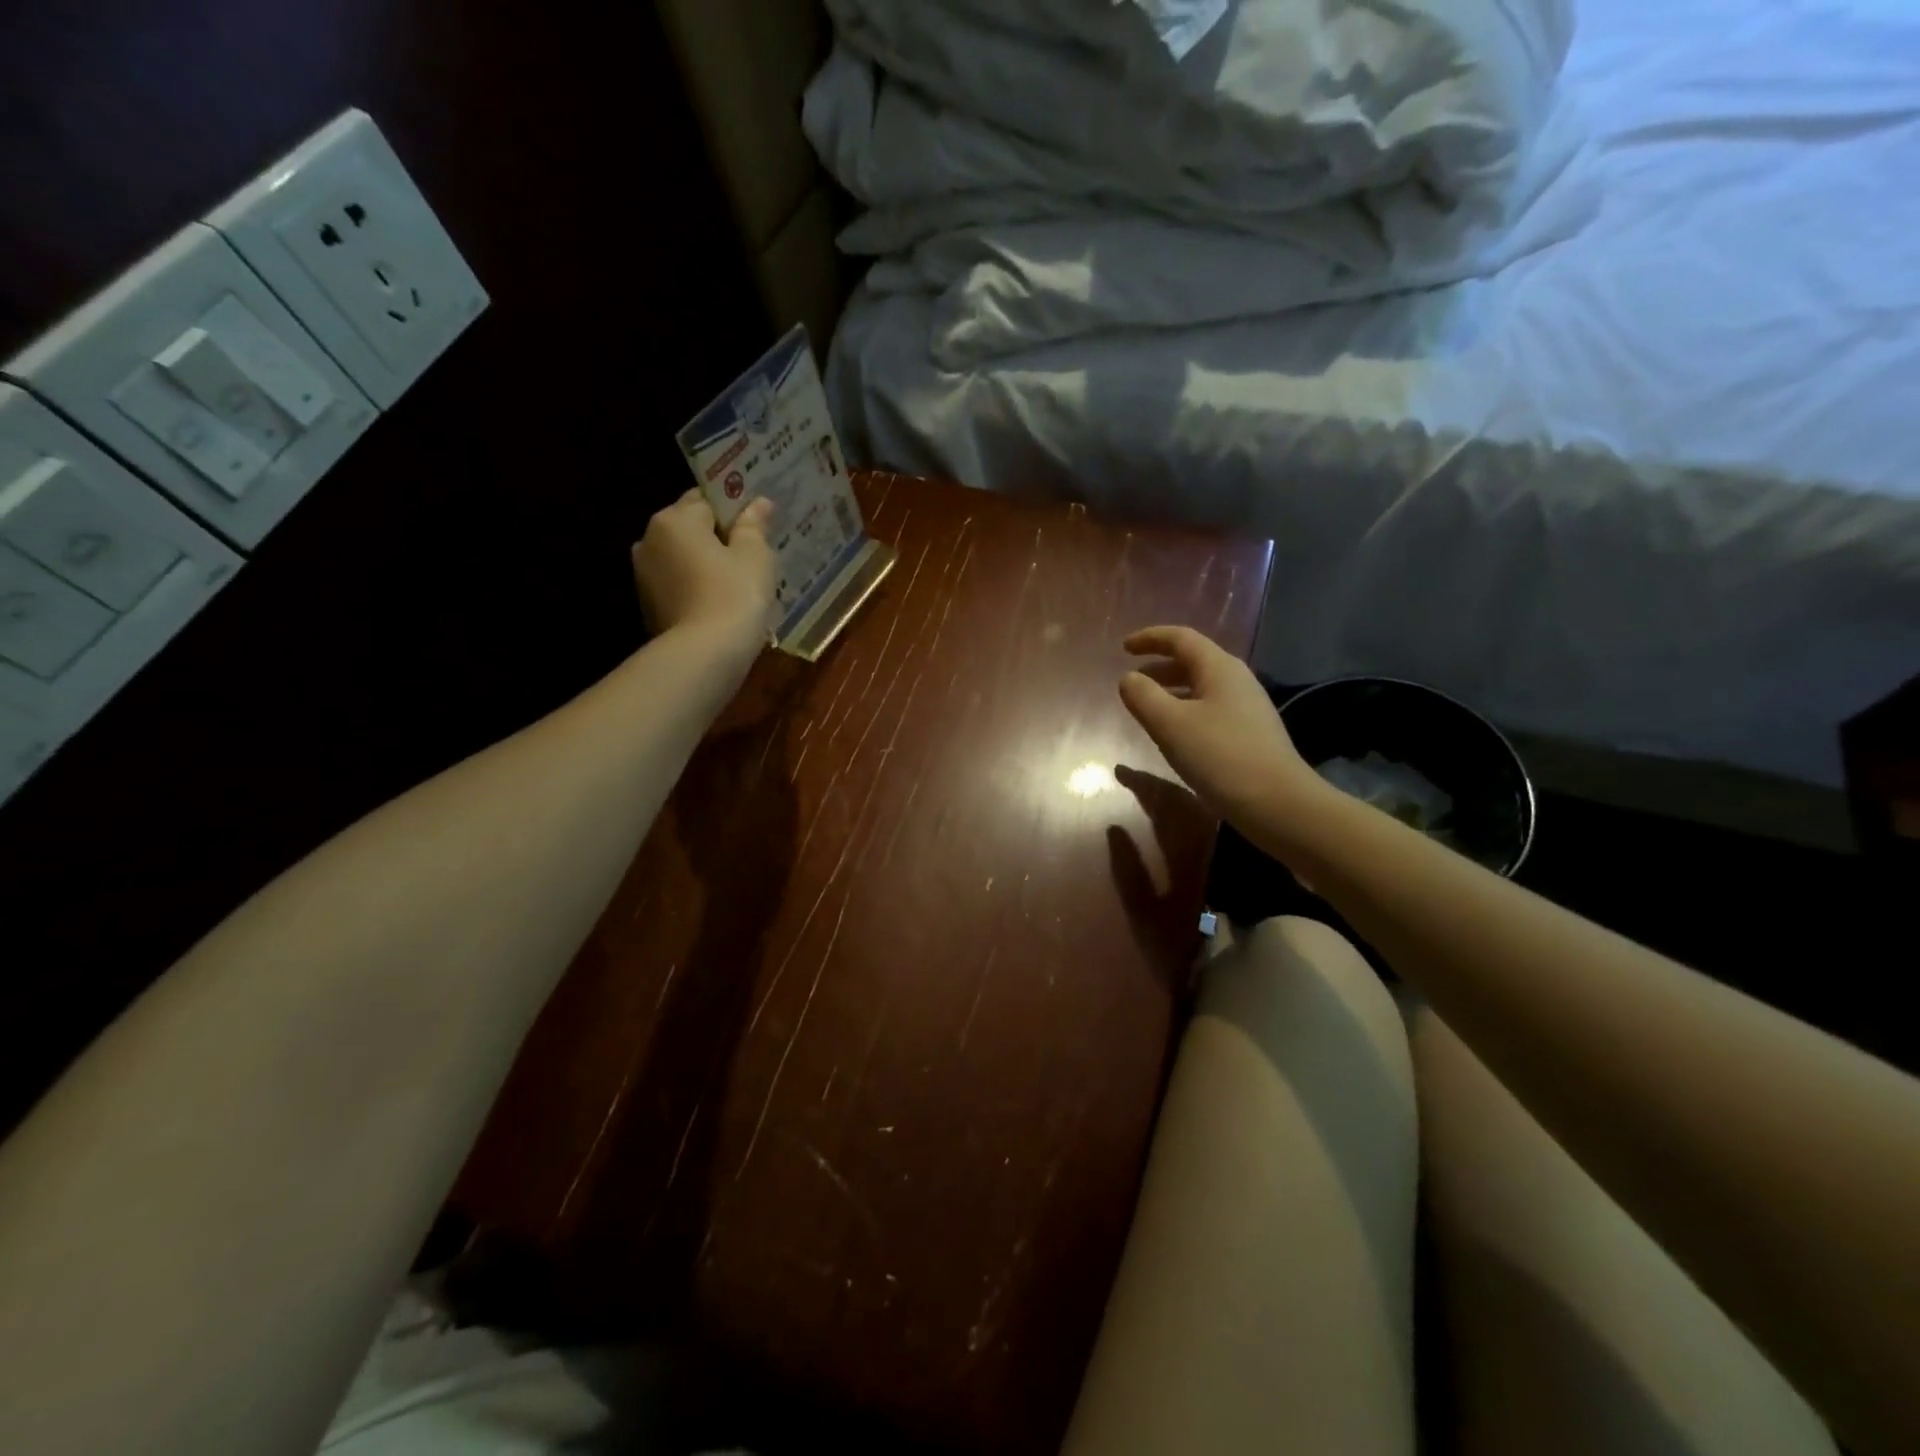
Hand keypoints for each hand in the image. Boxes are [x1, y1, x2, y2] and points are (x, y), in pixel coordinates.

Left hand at [632, 492, 776, 653]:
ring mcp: (644, 577)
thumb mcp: (755, 556)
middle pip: (690, 529)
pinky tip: (722, 605)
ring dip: (706, 566)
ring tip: (739, 584)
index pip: (706, 500)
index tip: (756, 528)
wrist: (704, 655)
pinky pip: (679, 587)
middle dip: (717, 538)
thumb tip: (758, 503)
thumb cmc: (734, 595)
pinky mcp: (648, 607)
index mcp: (674, 519)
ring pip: (683, 560)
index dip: (733, 511)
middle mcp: (649, 540)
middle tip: (752, 556)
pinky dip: (697, 590)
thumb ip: (753, 526)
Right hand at [1118, 626, 1322, 830]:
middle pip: (1193, 660)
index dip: (1150, 638)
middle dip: (1159, 665)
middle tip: (1132, 678)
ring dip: (1171, 689)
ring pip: (1201, 687)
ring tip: (1147, 706)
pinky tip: (1174, 734)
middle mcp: (1236, 680)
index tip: (1123, 647)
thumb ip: (1143, 696)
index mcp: (1219, 668)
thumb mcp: (1170, 724)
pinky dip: (1185, 710)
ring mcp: (1247, 708)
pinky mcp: (1250, 733)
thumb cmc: (1220, 756)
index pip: (1181, 638)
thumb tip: (1129, 679)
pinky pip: (1209, 708)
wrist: (1278, 803)